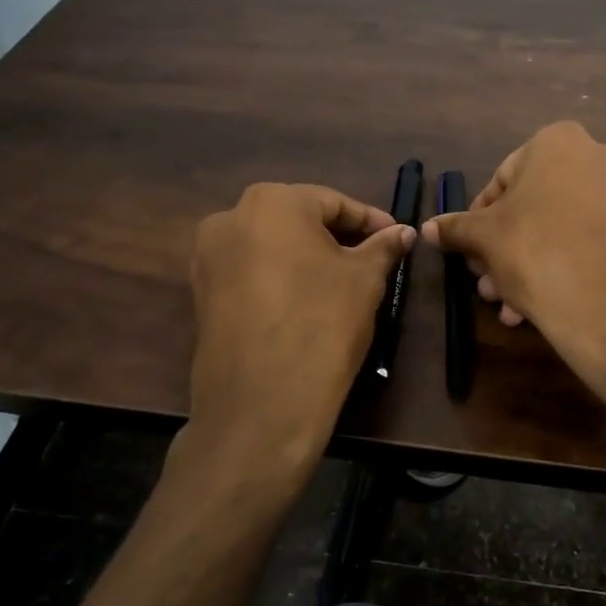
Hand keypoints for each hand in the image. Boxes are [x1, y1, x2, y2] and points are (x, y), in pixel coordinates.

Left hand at [187, 183, 414, 472]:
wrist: (261, 404)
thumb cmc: (321, 324)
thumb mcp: (364, 280)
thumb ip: (383, 247)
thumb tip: (404, 232)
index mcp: (271, 202)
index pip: (332, 202)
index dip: (370, 221)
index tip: (396, 238)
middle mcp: (229, 218)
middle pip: (297, 220)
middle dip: (337, 237)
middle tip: (372, 259)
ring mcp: (208, 257)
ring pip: (272, 246)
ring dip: (308, 257)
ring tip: (342, 282)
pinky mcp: (201, 293)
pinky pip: (251, 272)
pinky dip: (281, 277)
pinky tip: (307, 301)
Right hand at [422, 122, 605, 373]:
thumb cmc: (534, 249)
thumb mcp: (484, 237)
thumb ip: (455, 228)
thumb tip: (428, 227)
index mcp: (556, 141)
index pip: (499, 180)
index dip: (476, 221)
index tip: (467, 252)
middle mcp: (592, 157)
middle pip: (527, 207)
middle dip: (499, 249)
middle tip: (483, 283)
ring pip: (550, 229)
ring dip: (519, 266)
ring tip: (503, 305)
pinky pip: (577, 243)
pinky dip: (552, 268)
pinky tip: (527, 309)